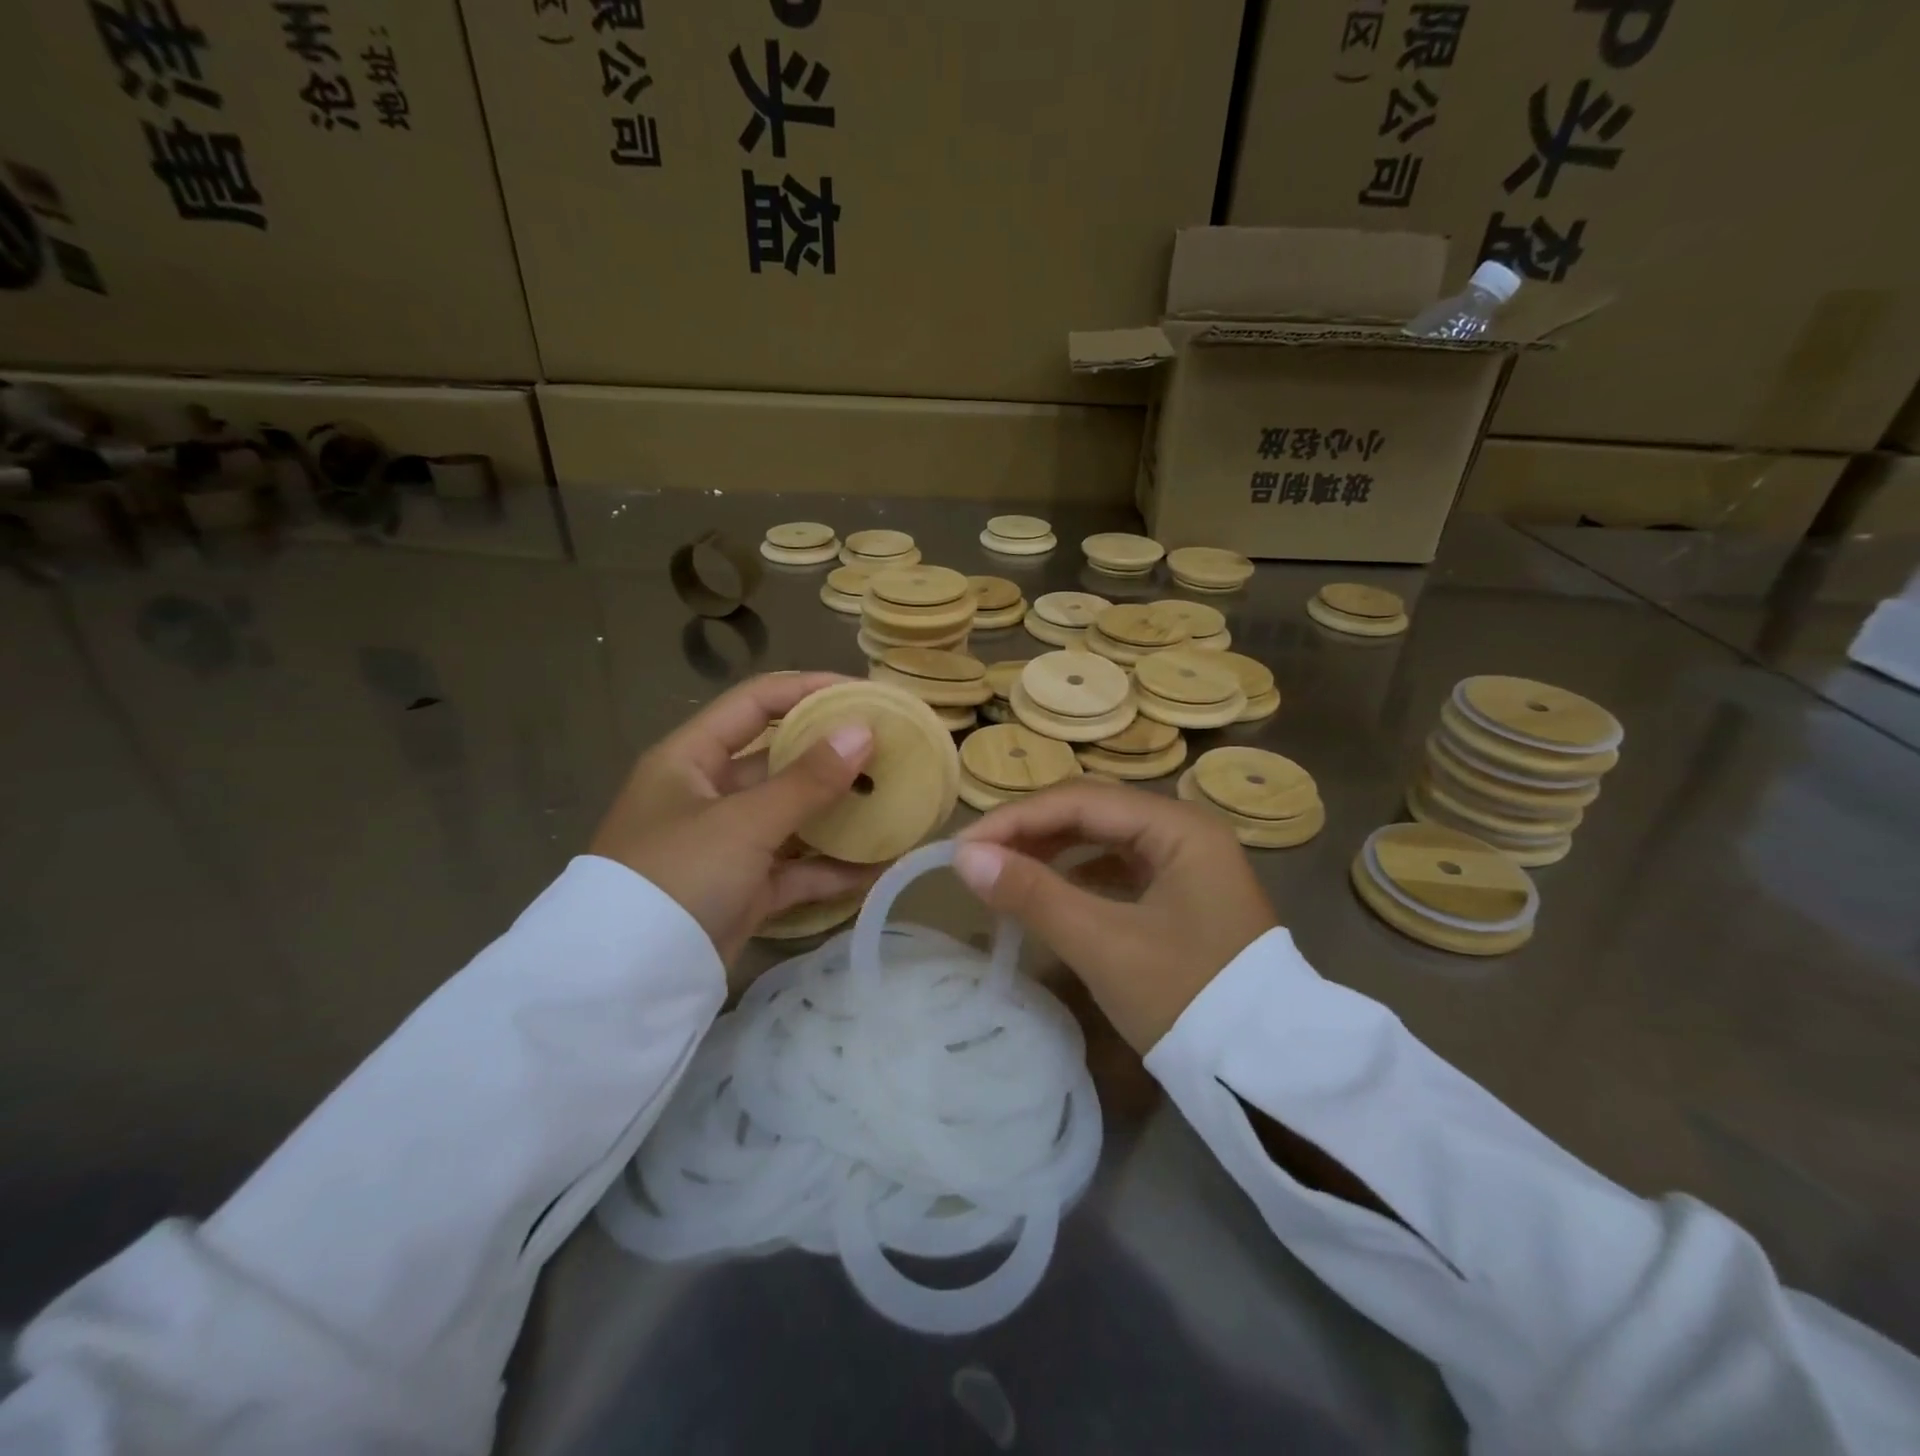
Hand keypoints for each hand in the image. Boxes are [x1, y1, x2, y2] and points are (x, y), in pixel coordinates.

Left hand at [589, 673, 877, 962]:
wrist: (627, 983)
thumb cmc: (677, 876)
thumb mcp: (743, 822)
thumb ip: (807, 779)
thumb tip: (864, 730)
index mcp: (691, 759)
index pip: (756, 703)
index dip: (809, 690)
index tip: (865, 695)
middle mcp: (708, 794)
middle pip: (780, 759)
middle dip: (834, 755)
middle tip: (890, 751)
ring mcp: (727, 845)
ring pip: (793, 817)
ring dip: (839, 813)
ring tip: (894, 803)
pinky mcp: (743, 890)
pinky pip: (795, 868)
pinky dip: (831, 868)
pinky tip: (878, 866)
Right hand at [954, 783, 1277, 1052]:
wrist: (1266, 1072)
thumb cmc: (1187, 997)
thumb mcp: (1103, 945)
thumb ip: (1033, 894)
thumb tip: (964, 858)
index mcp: (1178, 826)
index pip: (1081, 800)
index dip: (1015, 819)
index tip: (963, 847)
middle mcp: (1185, 829)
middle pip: (1092, 812)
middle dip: (1031, 830)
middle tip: (977, 858)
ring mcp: (1187, 861)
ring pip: (1103, 838)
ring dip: (1051, 850)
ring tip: (1003, 871)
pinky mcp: (1182, 894)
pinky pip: (1117, 867)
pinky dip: (1077, 875)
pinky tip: (1049, 890)